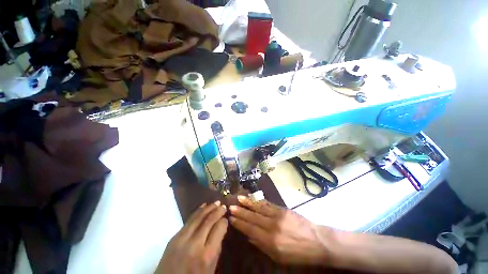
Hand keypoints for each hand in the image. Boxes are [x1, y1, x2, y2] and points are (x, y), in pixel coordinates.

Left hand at [156, 201, 227, 273]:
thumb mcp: (211, 269)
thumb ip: (217, 248)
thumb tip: (221, 228)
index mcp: (207, 255)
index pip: (219, 229)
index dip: (224, 221)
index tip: (226, 218)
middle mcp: (195, 244)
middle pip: (209, 220)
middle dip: (218, 210)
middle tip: (223, 205)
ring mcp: (182, 239)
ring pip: (198, 217)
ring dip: (208, 208)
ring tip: (216, 202)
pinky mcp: (173, 238)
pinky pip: (188, 221)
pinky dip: (197, 211)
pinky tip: (203, 206)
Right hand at [228, 196, 330, 265]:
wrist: (316, 240)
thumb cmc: (297, 253)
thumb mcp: (279, 257)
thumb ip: (262, 245)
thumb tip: (248, 235)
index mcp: (270, 240)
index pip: (250, 229)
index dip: (240, 223)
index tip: (231, 218)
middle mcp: (272, 225)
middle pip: (252, 217)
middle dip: (240, 212)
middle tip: (230, 207)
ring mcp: (277, 215)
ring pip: (259, 207)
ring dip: (248, 203)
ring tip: (238, 198)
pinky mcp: (282, 209)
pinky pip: (267, 204)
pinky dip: (258, 201)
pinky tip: (252, 198)